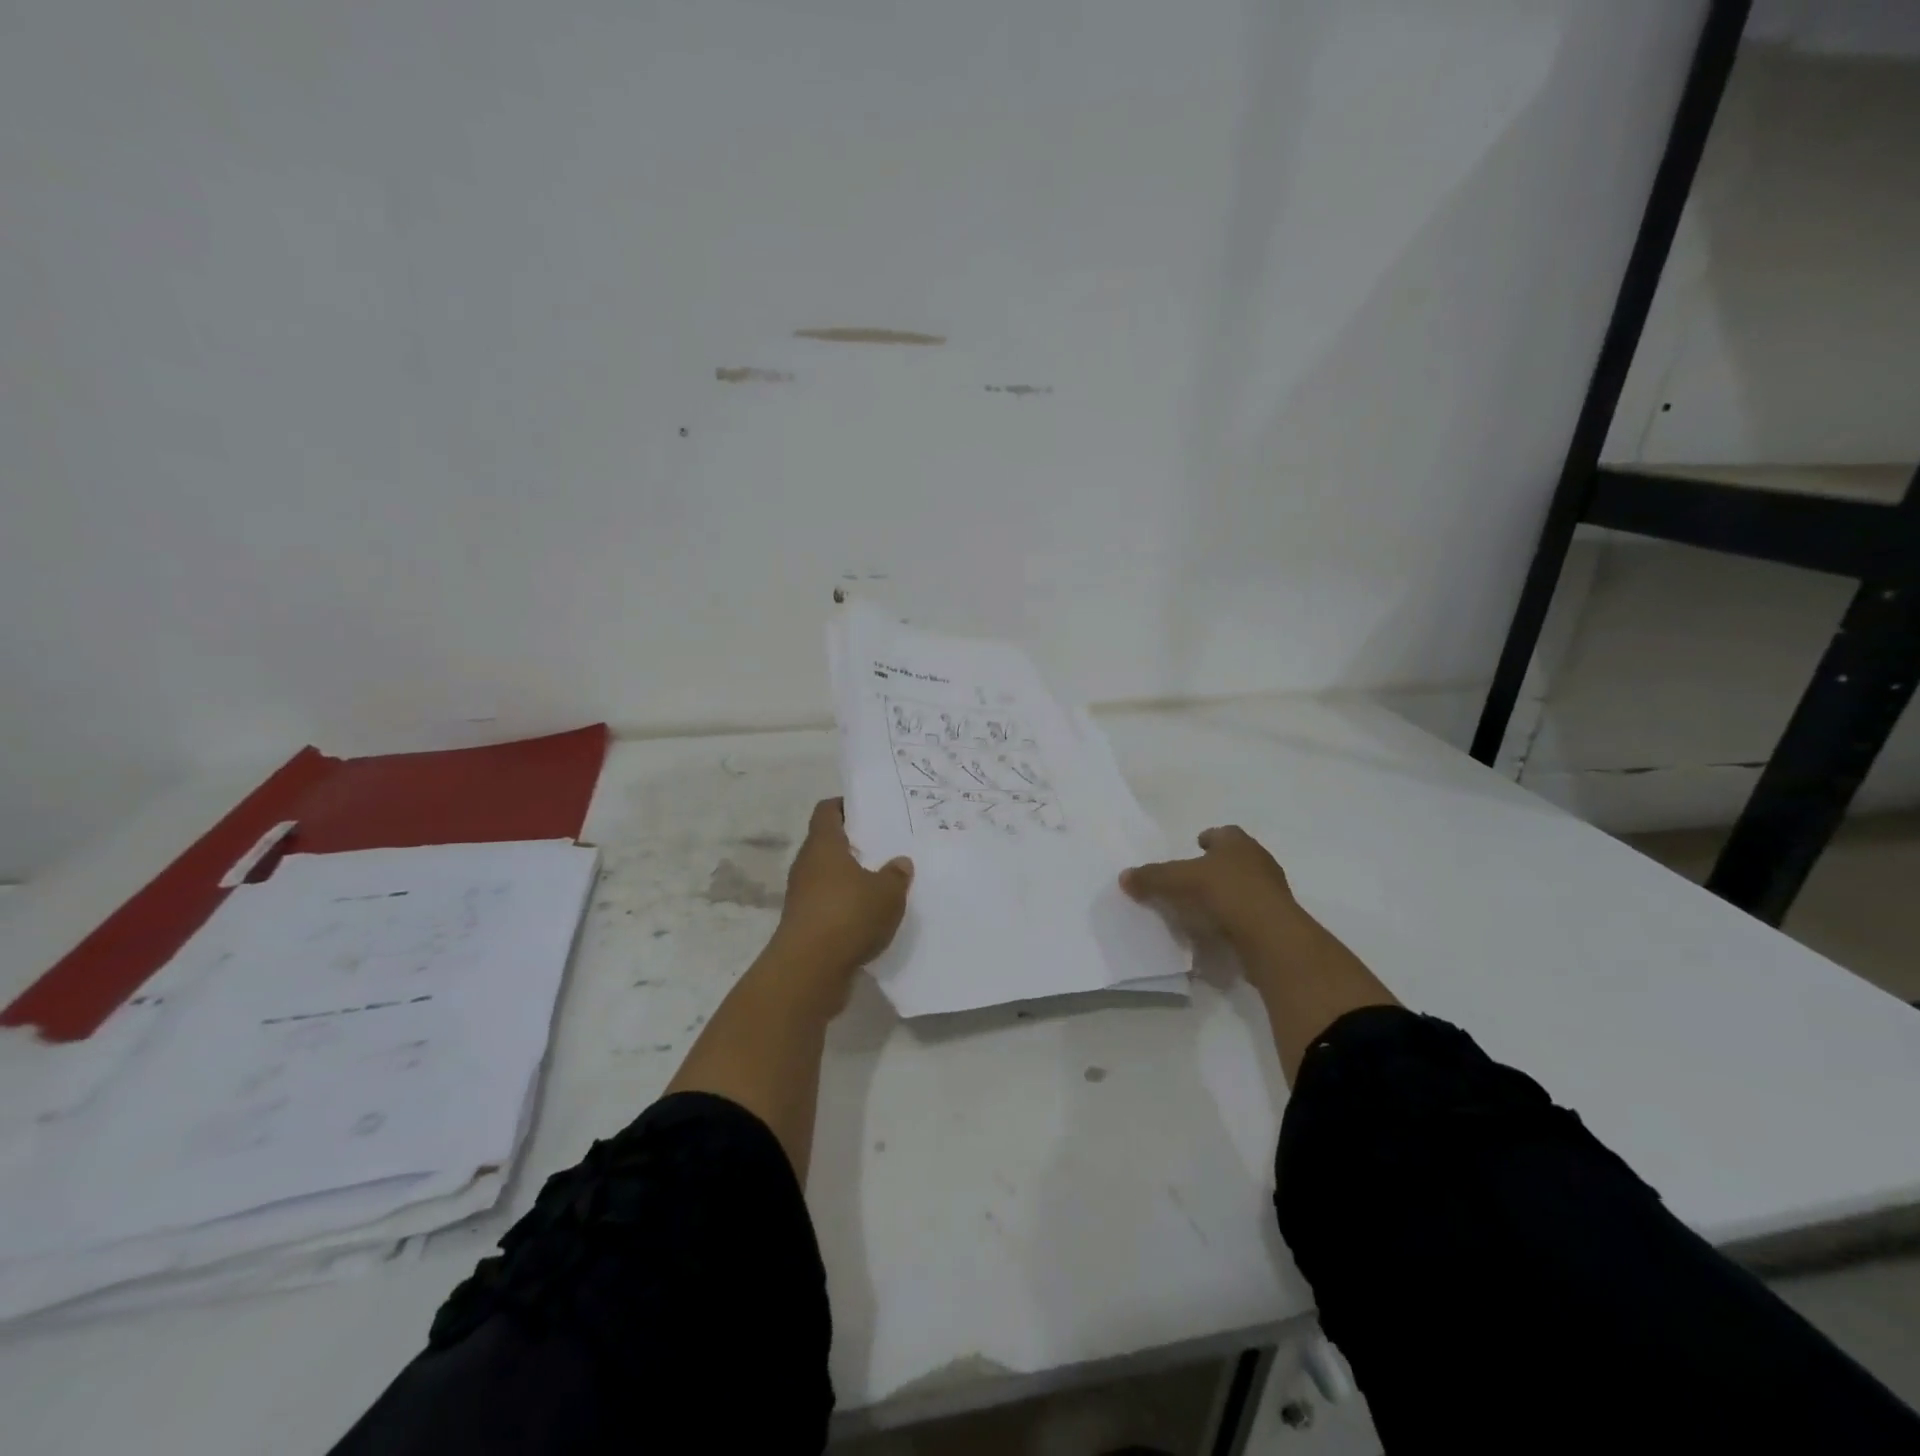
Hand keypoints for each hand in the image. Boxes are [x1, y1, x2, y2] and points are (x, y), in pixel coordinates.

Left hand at [773, 798, 913, 972]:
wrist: (809, 970)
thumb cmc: (848, 915)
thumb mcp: (887, 893)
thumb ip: (896, 875)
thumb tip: (900, 862)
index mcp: (824, 845)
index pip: (827, 811)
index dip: (845, 806)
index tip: (868, 810)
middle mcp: (807, 864)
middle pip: (827, 843)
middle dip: (853, 844)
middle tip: (884, 845)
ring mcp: (802, 895)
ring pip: (828, 875)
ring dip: (850, 877)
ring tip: (882, 881)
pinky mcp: (804, 923)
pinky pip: (828, 903)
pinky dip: (845, 904)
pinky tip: (870, 915)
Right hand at [1120, 825, 1300, 951]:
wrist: (1270, 936)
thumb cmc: (1223, 893)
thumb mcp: (1177, 881)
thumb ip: (1151, 878)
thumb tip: (1124, 876)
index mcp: (1237, 843)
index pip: (1223, 833)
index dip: (1208, 838)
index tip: (1196, 846)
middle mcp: (1258, 861)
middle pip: (1235, 858)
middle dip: (1217, 866)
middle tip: (1194, 878)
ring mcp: (1272, 892)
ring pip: (1245, 886)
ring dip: (1227, 893)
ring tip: (1203, 907)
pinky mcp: (1277, 921)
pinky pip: (1250, 914)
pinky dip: (1235, 918)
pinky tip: (1218, 929)